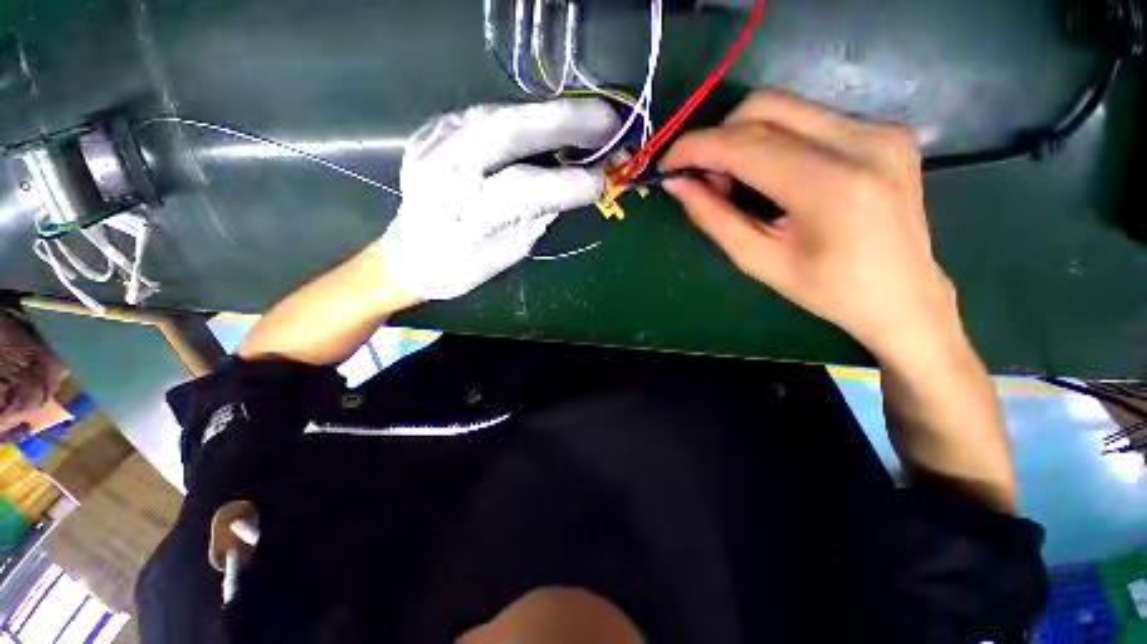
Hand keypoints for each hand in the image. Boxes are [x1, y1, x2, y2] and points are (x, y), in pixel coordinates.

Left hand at [380, 99, 618, 300]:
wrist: (407, 256)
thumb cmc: (460, 267)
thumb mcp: (507, 252)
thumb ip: (537, 215)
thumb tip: (572, 186)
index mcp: (465, 215)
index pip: (527, 189)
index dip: (571, 183)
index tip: (605, 181)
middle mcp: (445, 171)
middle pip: (510, 131)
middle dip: (567, 122)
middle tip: (609, 122)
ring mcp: (434, 143)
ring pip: (500, 113)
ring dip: (548, 115)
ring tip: (585, 121)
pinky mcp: (432, 131)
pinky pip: (485, 114)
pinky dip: (522, 118)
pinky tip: (543, 126)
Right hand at [662, 90, 958, 363]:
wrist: (904, 295)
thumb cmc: (826, 290)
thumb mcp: (758, 260)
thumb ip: (713, 217)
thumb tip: (677, 184)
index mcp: (830, 187)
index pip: (745, 145)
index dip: (696, 148)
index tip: (667, 164)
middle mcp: (862, 142)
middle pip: (765, 107)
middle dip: (718, 137)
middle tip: (705, 179)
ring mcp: (880, 130)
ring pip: (786, 107)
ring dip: (744, 138)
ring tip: (736, 181)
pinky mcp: (885, 130)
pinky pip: (809, 118)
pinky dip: (774, 139)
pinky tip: (771, 174)